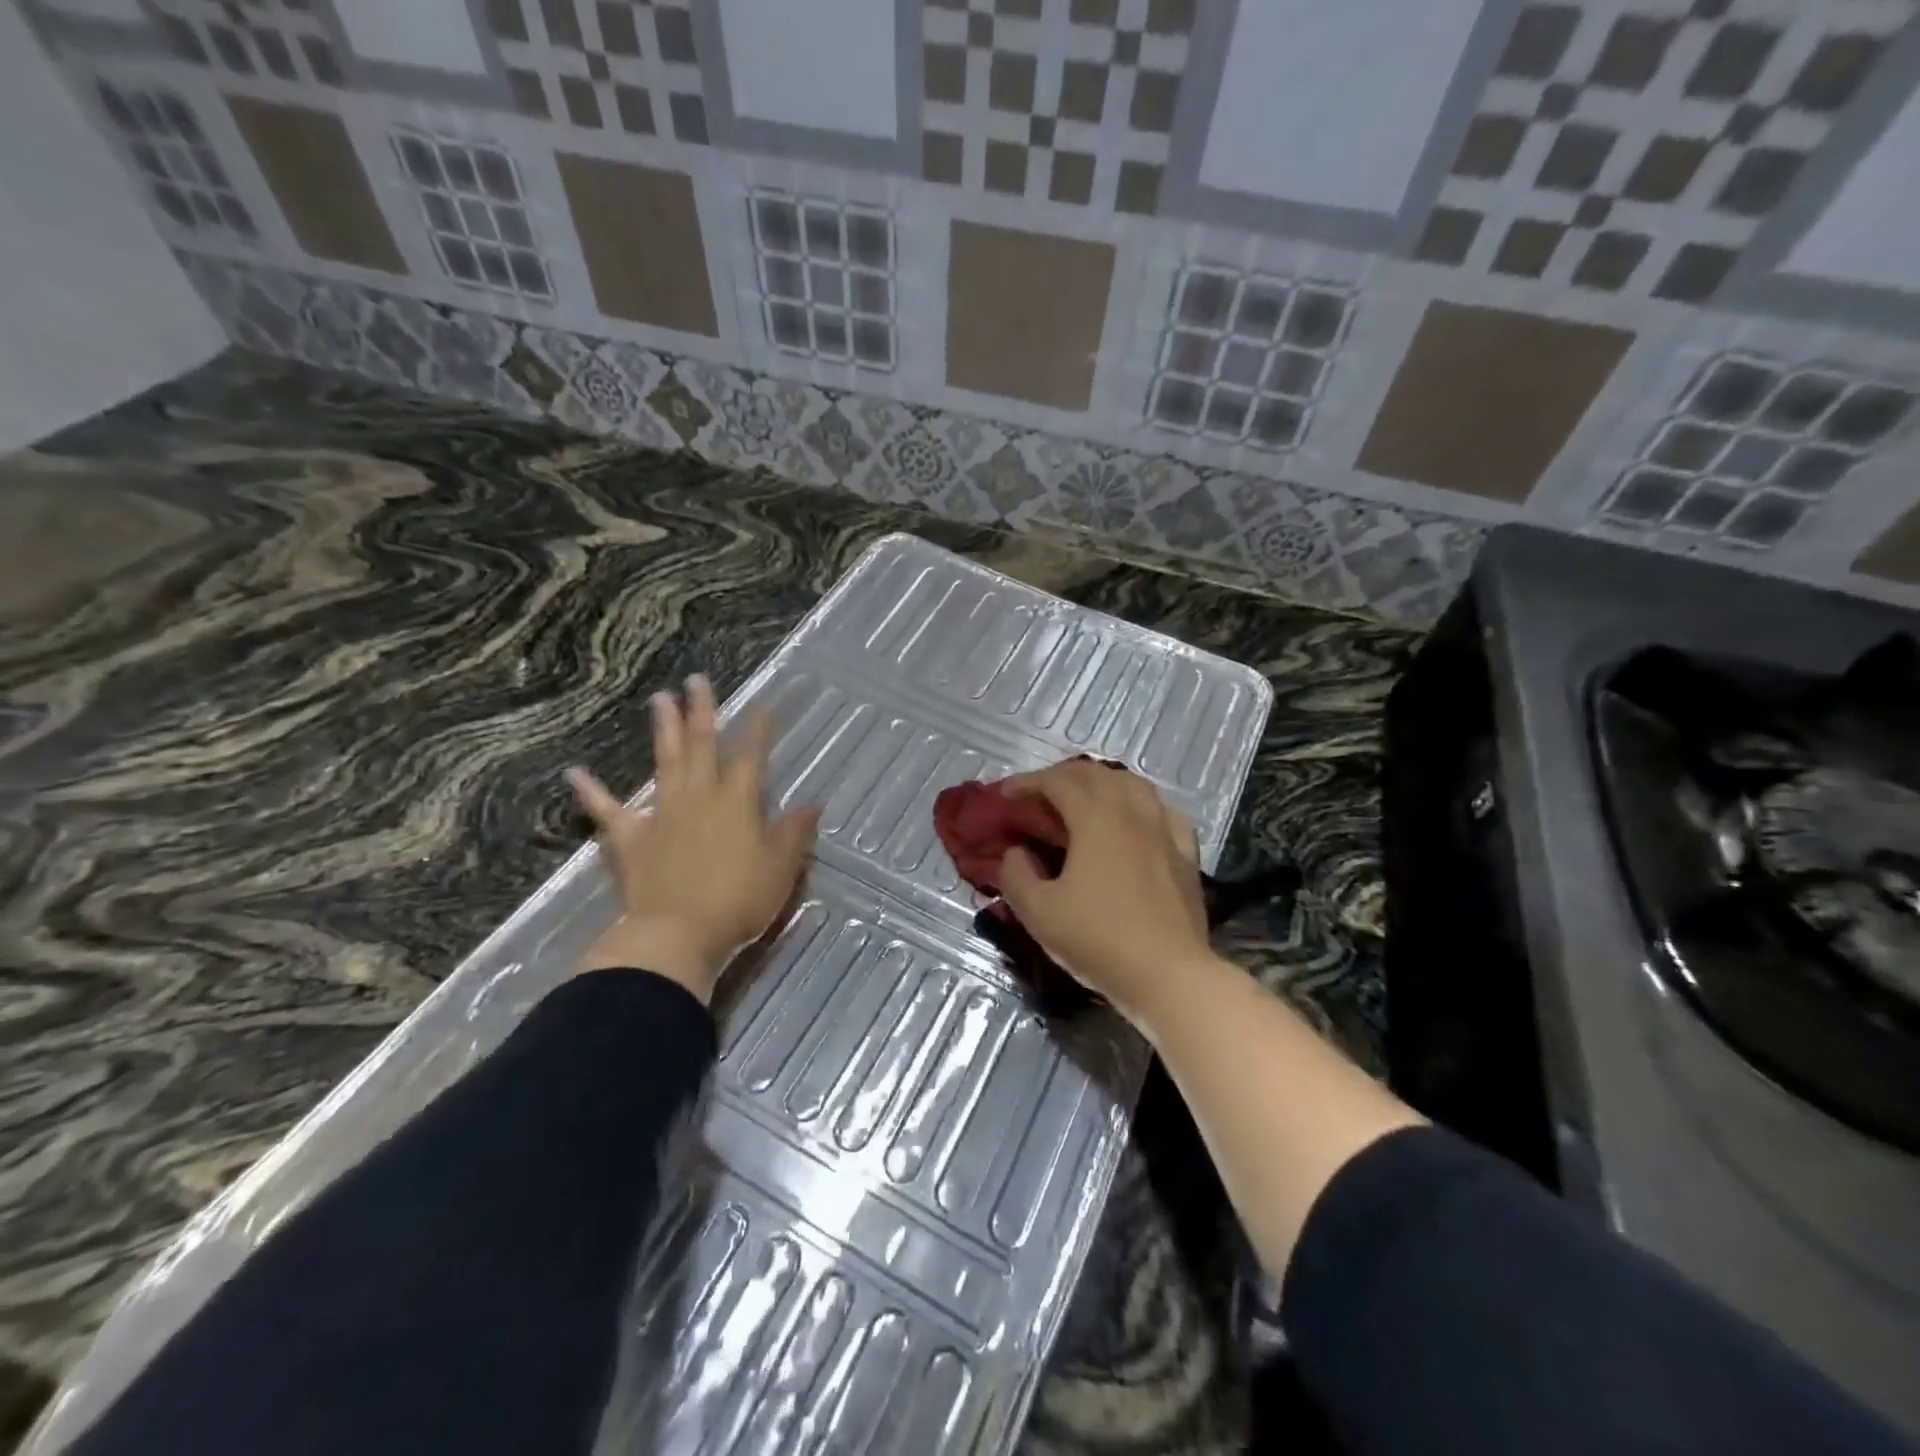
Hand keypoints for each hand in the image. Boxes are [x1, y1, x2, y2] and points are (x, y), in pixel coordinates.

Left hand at [569, 675, 820, 1003]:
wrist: (678, 934)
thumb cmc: (738, 901)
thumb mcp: (781, 869)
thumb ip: (794, 833)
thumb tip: (812, 804)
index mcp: (737, 803)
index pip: (750, 757)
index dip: (757, 731)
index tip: (761, 706)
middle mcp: (699, 798)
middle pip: (702, 746)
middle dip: (702, 712)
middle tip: (696, 680)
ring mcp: (662, 815)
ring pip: (665, 763)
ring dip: (663, 730)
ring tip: (659, 698)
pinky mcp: (632, 839)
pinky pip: (609, 811)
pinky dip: (592, 792)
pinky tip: (575, 773)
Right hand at [996, 758, 1210, 1025]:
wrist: (1168, 976)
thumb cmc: (1098, 940)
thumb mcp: (1038, 912)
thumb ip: (1016, 875)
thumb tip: (1016, 852)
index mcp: (1095, 817)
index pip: (1057, 782)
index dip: (1027, 782)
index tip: (1004, 794)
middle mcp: (1132, 811)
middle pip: (1096, 774)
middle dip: (1061, 777)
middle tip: (1037, 796)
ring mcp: (1164, 830)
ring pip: (1133, 785)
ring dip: (1102, 783)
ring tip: (1083, 800)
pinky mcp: (1186, 853)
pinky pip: (1162, 811)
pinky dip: (1140, 805)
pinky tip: (1135, 821)